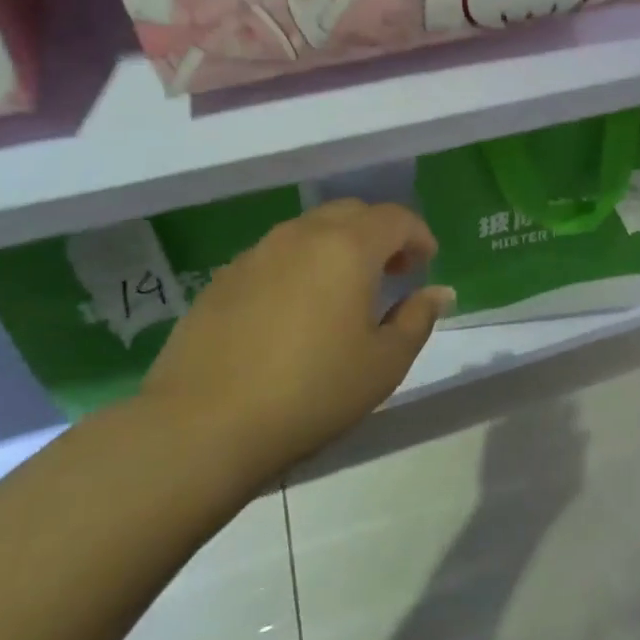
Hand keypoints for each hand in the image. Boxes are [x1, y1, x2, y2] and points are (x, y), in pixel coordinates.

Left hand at [142, 200, 452, 474]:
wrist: (201, 427)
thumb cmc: (310, 393)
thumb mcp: (383, 364)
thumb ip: (417, 319)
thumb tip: (438, 292)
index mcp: (348, 247)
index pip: (395, 217)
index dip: (418, 235)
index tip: (426, 263)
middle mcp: (302, 235)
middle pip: (352, 213)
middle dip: (379, 234)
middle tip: (391, 273)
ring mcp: (257, 253)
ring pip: (310, 230)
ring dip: (338, 247)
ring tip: (343, 292)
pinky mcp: (223, 278)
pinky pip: (275, 255)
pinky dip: (299, 266)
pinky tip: (295, 311)